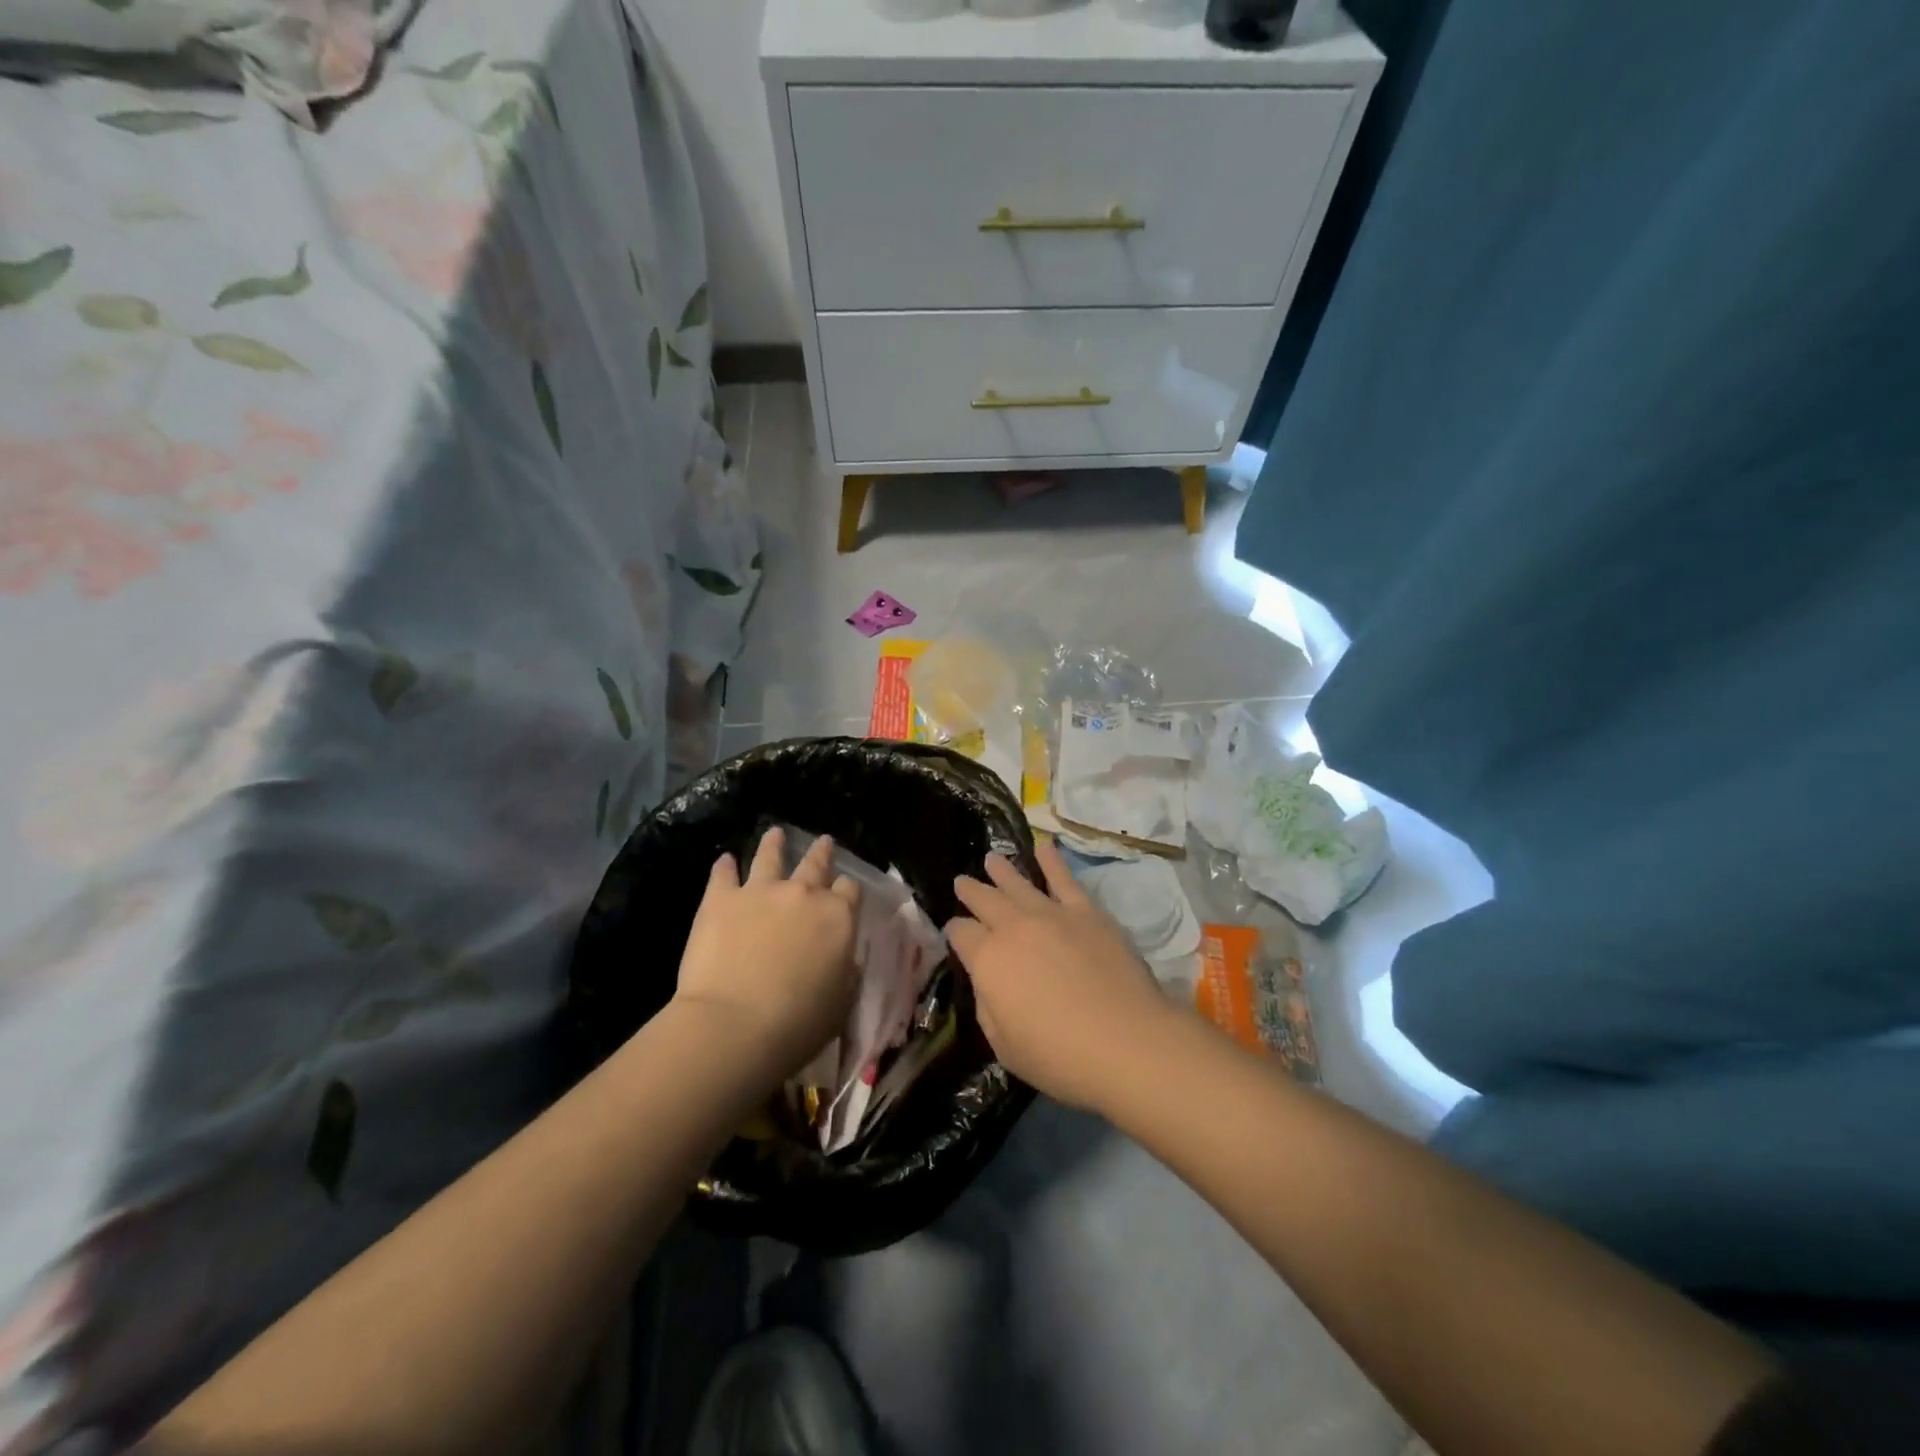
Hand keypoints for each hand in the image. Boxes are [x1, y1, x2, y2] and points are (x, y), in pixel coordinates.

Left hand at [672, 828, 861, 1081]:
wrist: (733, 1025)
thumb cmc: (798, 1024)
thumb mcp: (841, 1002)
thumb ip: (845, 972)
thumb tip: (845, 959)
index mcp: (838, 918)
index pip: (850, 892)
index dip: (847, 890)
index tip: (845, 891)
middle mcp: (803, 894)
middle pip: (816, 865)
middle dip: (821, 852)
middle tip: (824, 841)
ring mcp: (760, 891)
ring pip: (770, 857)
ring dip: (774, 844)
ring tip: (775, 833)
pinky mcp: (720, 899)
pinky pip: (723, 874)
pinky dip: (725, 866)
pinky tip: (724, 860)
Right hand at [948, 839, 1175, 1112]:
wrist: (1127, 1041)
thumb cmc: (1060, 1056)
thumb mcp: (1004, 1045)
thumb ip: (988, 1006)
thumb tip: (988, 981)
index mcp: (987, 960)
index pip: (960, 933)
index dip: (954, 932)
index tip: (954, 933)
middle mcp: (1014, 927)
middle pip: (984, 900)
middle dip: (970, 891)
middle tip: (962, 882)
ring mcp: (1052, 914)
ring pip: (1018, 883)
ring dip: (1001, 870)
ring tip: (990, 859)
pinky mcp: (1087, 912)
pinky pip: (1064, 879)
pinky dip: (1052, 860)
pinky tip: (1044, 846)